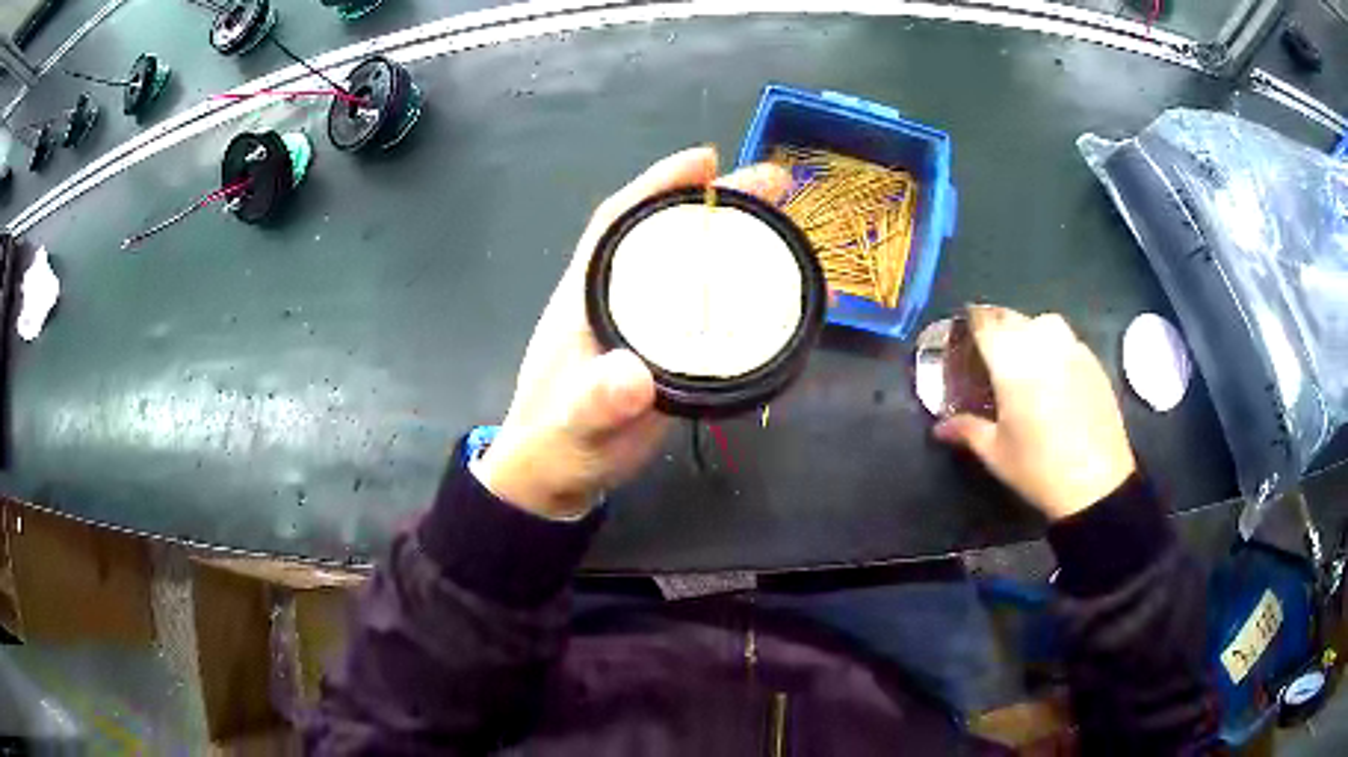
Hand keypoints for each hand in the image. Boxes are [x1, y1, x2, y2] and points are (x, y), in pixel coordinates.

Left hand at [476, 147, 791, 517]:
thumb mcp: (574, 424)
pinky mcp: (671, 350)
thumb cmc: (558, 442)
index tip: (706, 160)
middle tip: (776, 184)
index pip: (619, 220)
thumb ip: (597, 402)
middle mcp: (621, 295)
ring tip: (793, 233)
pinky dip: (746, 294)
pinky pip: (711, 308)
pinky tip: (780, 295)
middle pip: (669, 232)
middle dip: (720, 202)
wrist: (559, 475)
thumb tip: (636, 377)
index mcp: (588, 293)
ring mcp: (649, 322)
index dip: (659, 184)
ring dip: (739, 242)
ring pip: (695, 266)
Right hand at [934, 306, 1136, 520]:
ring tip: (1024, 353)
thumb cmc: (1038, 469)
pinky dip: (1054, 345)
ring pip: (1044, 322)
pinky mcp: (1093, 362)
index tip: (963, 329)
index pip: (985, 322)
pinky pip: (1068, 339)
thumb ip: (967, 430)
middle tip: (988, 347)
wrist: (1096, 484)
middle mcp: (1041, 345)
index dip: (971, 320)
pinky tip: (1053, 372)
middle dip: (996, 324)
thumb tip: (940, 427)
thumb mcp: (995, 453)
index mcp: (1012, 363)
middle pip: (1012, 317)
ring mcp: (1072, 350)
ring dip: (1028, 328)